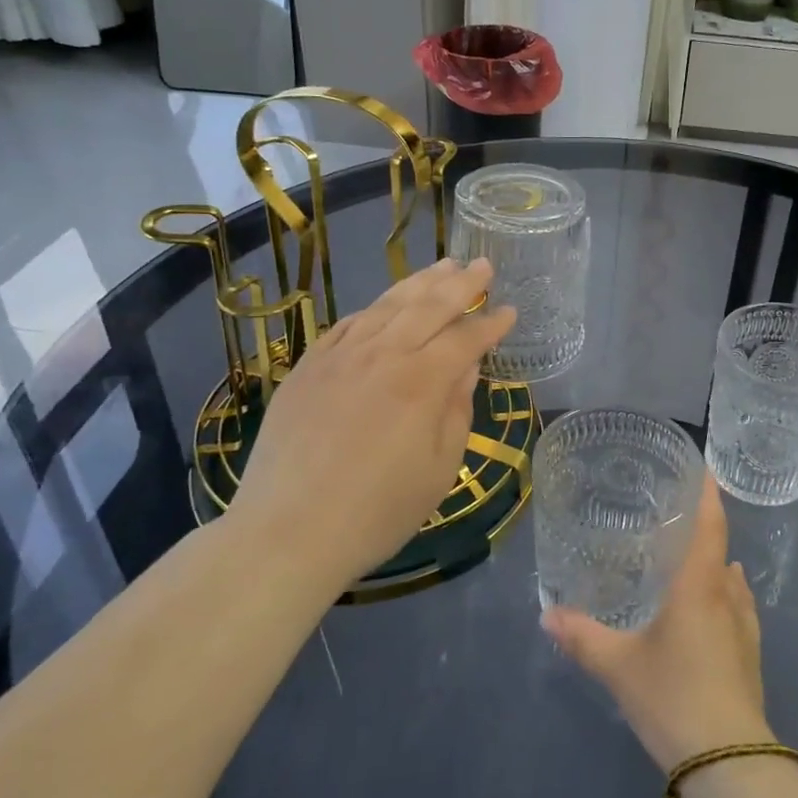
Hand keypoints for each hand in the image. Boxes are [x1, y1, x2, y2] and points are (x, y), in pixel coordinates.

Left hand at [230, 258, 514, 588]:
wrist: (288, 532)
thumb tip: (466, 366)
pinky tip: (386, 304)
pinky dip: (375, 308)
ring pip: (387, 305)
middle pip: (429, 306)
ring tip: (443, 266)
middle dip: (462, 283)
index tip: (509, 311)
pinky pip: (348, 324)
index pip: (466, 338)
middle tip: (482, 264)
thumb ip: (457, 409)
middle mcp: (383, 355)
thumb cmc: (378, 511)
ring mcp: (340, 357)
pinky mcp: (309, 367)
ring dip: (419, 283)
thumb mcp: (440, 468)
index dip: (491, 323)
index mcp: (421, 382)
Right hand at [542, 476, 771, 770]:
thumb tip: (547, 614)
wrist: (730, 763)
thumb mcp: (619, 666)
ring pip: (732, 582)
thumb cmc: (674, 696)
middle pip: (721, 550)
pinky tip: (711, 609)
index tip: (702, 467)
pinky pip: (738, 610)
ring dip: (716, 565)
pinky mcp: (751, 658)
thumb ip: (582, 637)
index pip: (710, 524)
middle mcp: (727, 596)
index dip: (707, 493)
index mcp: (700, 585)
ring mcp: (745, 629)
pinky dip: (723, 597)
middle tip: (676, 516)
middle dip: (704, 529)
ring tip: (690, 559)